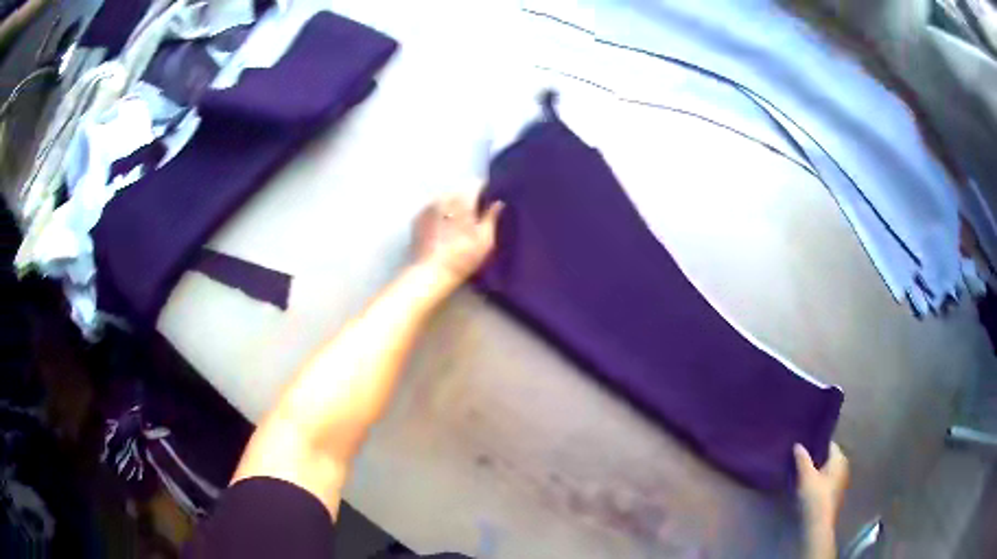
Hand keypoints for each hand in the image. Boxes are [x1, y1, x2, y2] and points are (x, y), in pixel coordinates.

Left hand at [412, 193, 503, 286]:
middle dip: (469, 198)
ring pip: (445, 199)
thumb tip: (498, 203)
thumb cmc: (462, 257)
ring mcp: (427, 206)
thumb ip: (492, 217)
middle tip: (476, 214)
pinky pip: (432, 209)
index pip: (477, 184)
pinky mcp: (417, 218)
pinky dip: (439, 214)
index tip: (491, 200)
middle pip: (460, 190)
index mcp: (462, 199)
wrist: (430, 273)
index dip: (486, 191)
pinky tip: (442, 228)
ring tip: (458, 221)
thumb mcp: (485, 240)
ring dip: (453, 206)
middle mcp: (443, 197)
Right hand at [794, 442, 849, 527]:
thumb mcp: (806, 476)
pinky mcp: (835, 493)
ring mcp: (840, 481)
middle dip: (816, 457)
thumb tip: (798, 445)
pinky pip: (826, 480)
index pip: (829, 444)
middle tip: (800, 458)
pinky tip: (807, 485)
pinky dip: (818, 479)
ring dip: (817, 470)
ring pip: (827, 470)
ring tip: (802, 471)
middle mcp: (843, 466)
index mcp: (839, 459)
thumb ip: (802, 460)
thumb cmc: (815, 496)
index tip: (804, 445)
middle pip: (828, 457)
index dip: (816, 444)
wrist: (818, 524)